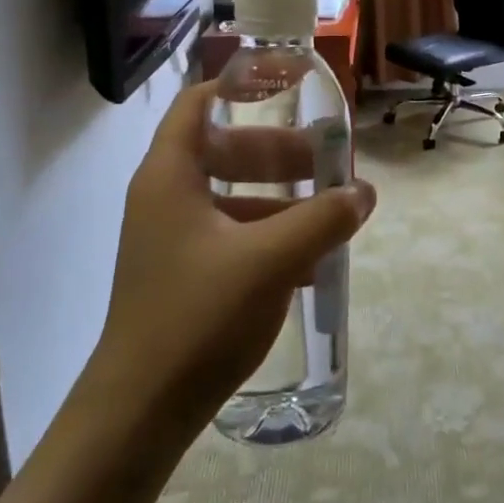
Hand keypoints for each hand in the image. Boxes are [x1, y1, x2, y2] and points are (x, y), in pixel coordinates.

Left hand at [85, 83, 375, 435]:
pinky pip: (229, 237)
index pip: (197, 104)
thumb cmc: (197, 318)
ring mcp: (169, 241)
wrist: (138, 413)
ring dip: (277, 199)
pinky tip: (307, 264)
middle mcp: (163, 200)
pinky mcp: (180, 277)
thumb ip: (322, 219)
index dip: (239, 89)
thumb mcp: (271, 261)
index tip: (287, 90)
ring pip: (229, 198)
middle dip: (274, 152)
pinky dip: (266, 237)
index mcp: (170, 177)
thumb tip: (364, 191)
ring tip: (326, 213)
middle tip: (322, 161)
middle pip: (221, 150)